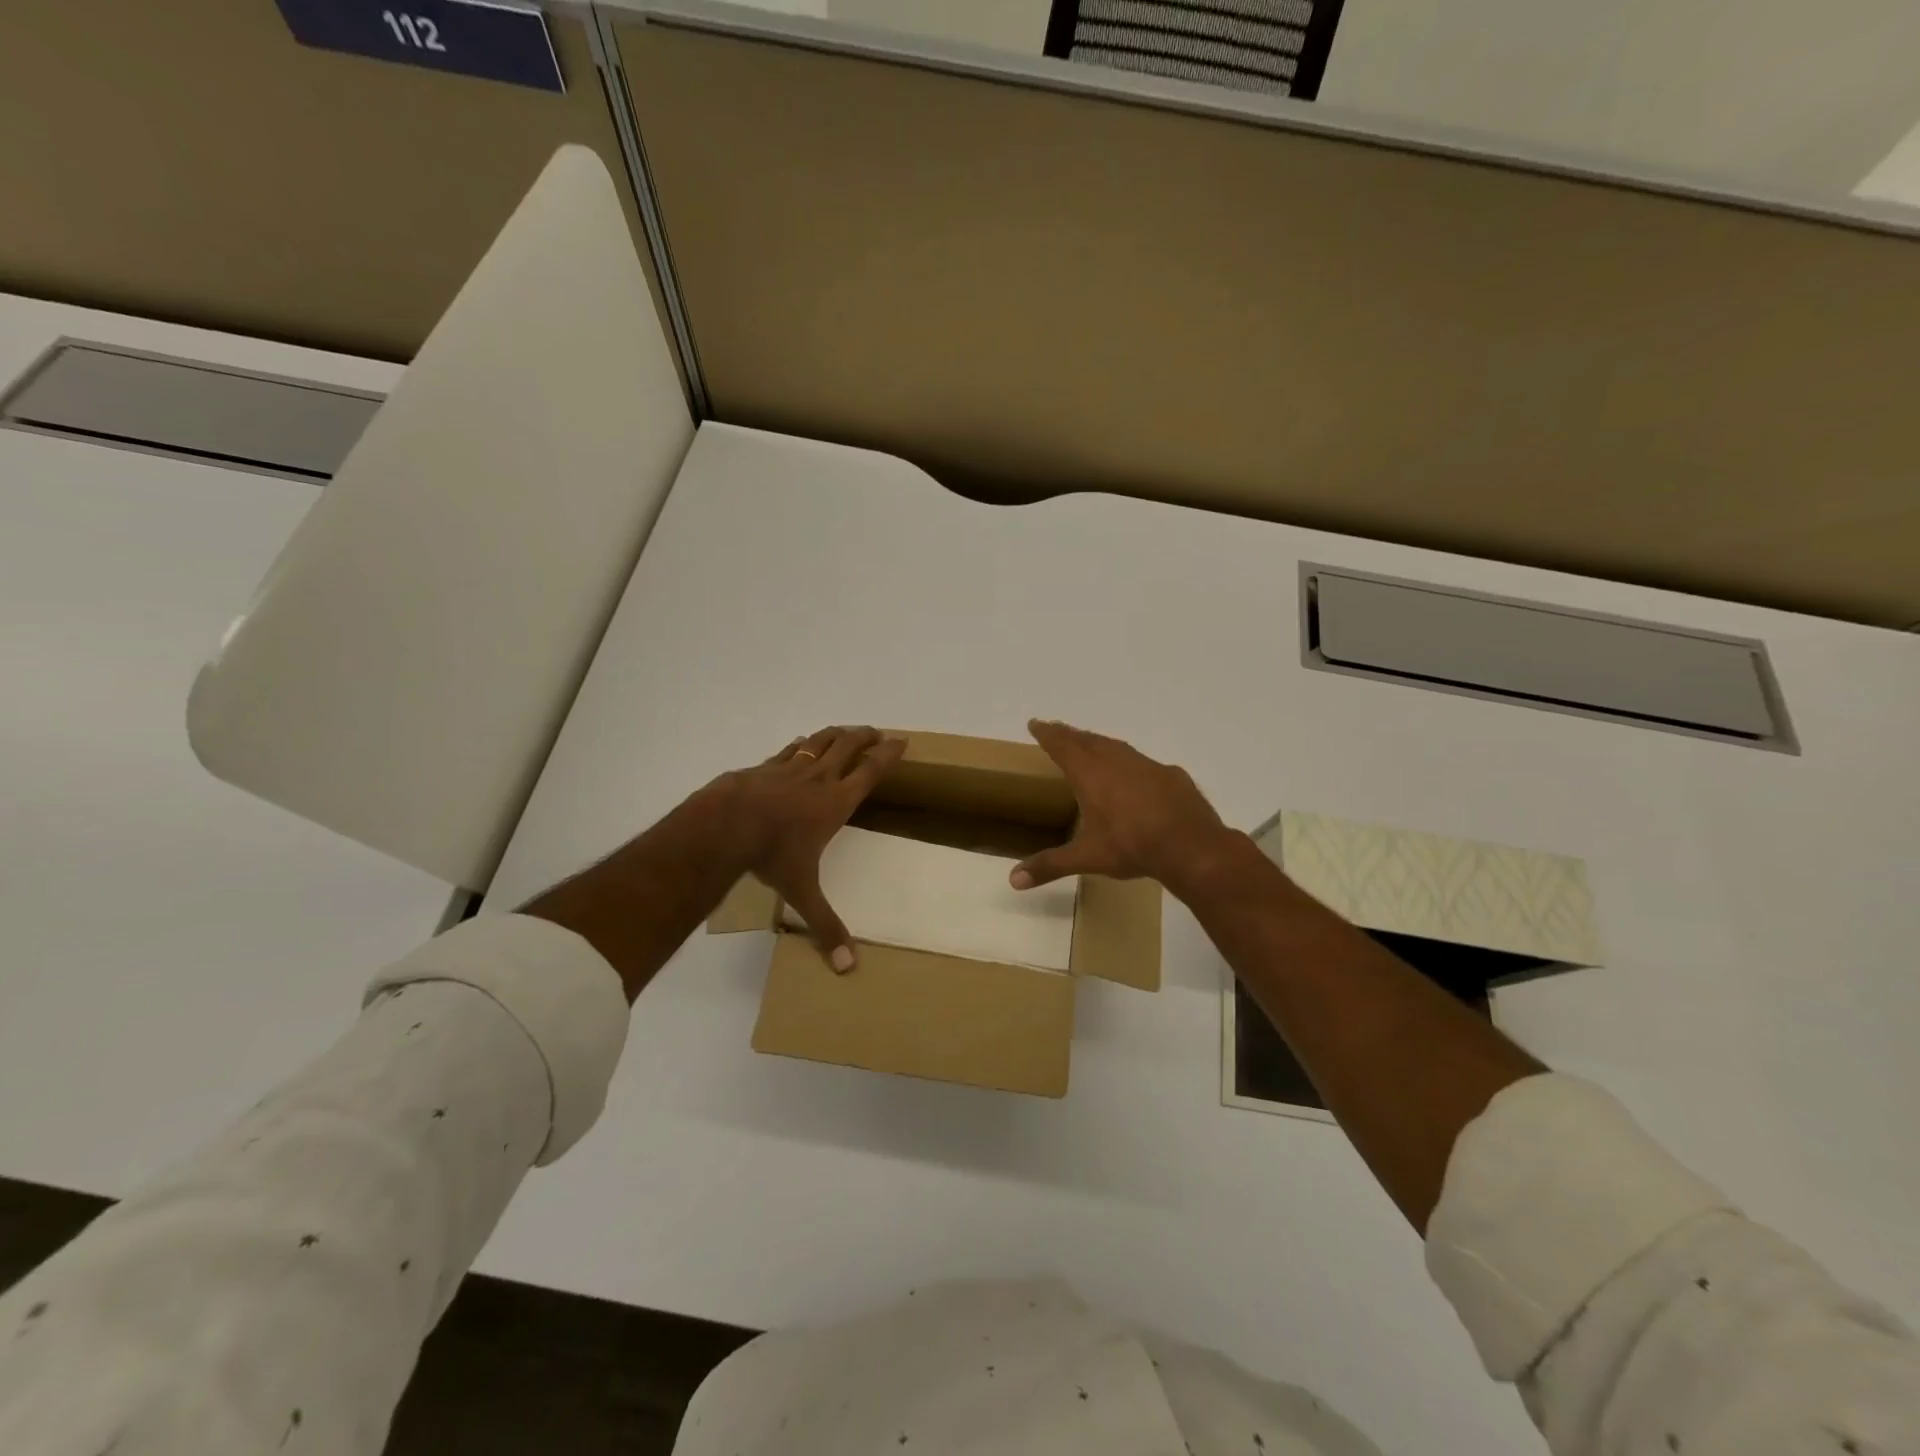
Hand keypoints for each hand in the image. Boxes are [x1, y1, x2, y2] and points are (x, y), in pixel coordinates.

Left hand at [702, 725, 904, 970]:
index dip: (887, 754)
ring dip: (837, 733)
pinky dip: (803, 743)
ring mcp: (790, 769)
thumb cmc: (772, 855)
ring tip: (846, 730)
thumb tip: (849, 968)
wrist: (725, 825)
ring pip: (820, 741)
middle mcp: (818, 779)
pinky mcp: (765, 767)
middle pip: (848, 747)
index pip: (870, 771)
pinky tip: (802, 743)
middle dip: (864, 736)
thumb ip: (826, 926)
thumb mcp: (802, 892)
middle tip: (876, 731)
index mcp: (836, 802)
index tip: (901, 740)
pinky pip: (790, 749)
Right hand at [1010, 719, 1233, 895]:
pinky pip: (1142, 762)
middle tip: (1057, 729)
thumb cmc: (1132, 847)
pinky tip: (1133, 774)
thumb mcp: (1087, 857)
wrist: (1192, 846)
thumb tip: (1013, 880)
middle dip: (1069, 734)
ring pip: (1115, 746)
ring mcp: (1146, 765)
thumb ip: (1050, 865)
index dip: (1047, 734)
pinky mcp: (1170, 775)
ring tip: (1089, 744)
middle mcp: (1116, 761)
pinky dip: (1129, 761)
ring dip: (1098, 742)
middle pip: (1087, 740)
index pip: (1062, 746)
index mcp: (1090, 775)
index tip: (1036, 723)